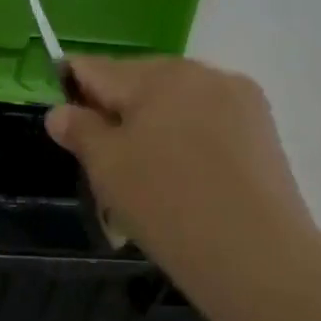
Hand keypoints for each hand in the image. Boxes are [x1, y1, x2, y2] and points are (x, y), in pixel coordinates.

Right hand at [45, 56, 319, 310]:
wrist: (253, 252)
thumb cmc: (164, 201)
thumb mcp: (105, 166)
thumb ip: (79, 130)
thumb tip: (60, 112)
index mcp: (158, 75)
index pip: (96, 68)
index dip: (70, 85)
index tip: (59, 112)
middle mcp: (201, 73)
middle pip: (139, 79)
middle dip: (114, 106)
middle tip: (97, 151)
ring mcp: (238, 99)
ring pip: (175, 99)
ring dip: (150, 121)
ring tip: (139, 166)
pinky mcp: (262, 128)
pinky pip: (205, 118)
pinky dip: (183, 135)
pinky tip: (177, 172)